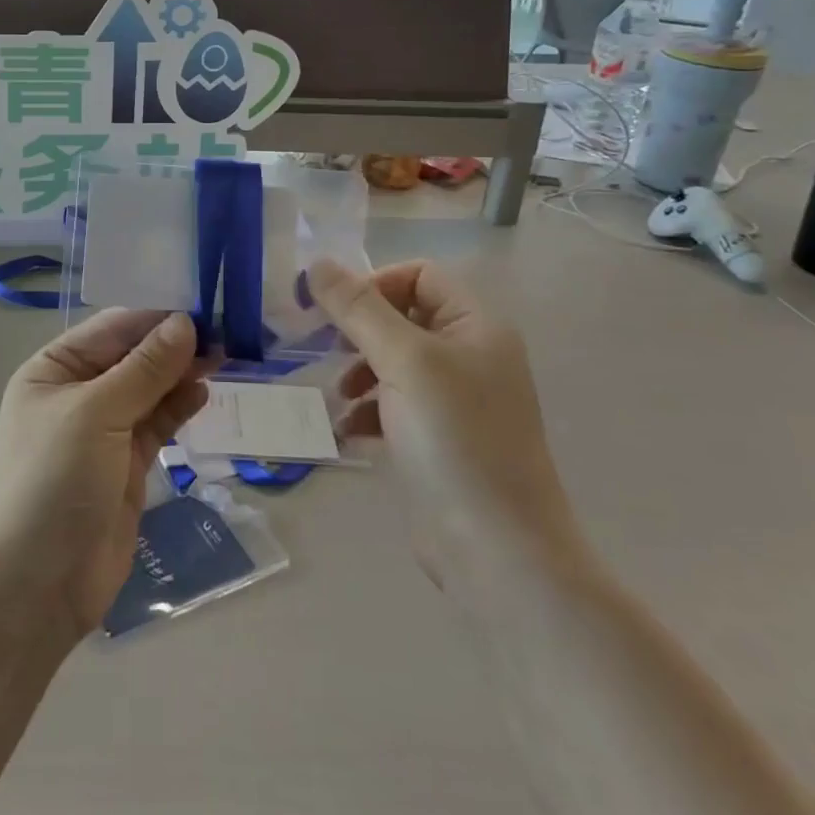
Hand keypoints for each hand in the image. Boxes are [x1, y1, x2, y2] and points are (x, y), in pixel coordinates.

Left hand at [0, 311, 209, 640]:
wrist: (34, 587)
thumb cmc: (52, 482)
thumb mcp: (96, 414)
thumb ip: (144, 369)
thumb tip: (186, 323)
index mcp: (53, 369)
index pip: (112, 328)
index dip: (156, 316)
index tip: (205, 306)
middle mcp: (77, 394)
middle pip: (132, 357)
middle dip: (173, 345)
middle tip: (226, 334)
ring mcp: (102, 432)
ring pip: (148, 390)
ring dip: (180, 374)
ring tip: (223, 358)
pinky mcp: (125, 466)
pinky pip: (155, 425)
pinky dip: (178, 408)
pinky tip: (204, 393)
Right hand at [308, 259, 585, 578]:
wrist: (497, 550)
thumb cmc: (454, 439)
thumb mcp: (402, 361)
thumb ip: (357, 309)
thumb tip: (316, 264)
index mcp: (476, 326)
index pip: (420, 275)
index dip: (375, 284)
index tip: (336, 312)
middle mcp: (471, 356)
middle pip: (403, 318)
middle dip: (360, 332)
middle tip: (327, 350)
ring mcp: (457, 401)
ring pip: (394, 362)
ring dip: (360, 372)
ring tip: (340, 398)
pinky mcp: (440, 440)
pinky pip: (395, 404)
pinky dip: (370, 410)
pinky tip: (352, 432)